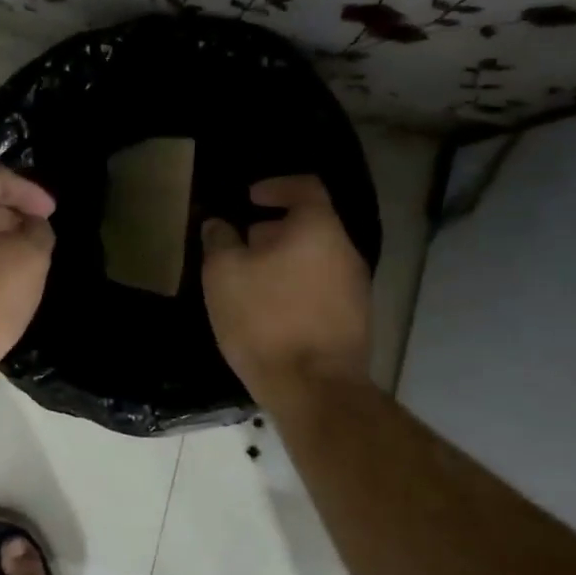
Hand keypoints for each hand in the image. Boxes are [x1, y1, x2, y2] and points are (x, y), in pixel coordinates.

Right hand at [200, 175, 370, 404]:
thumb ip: (219, 240)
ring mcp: (356, 288)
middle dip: (274, 230)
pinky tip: (271, 312)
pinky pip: (321, 289)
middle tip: (241, 245)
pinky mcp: (354, 320)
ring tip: (251, 282)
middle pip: (310, 225)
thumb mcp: (224, 275)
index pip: (305, 187)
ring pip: (316, 259)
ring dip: (284, 262)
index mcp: (318, 228)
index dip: (275, 186)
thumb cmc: (265, 320)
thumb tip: (219, 224)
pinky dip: (296, 288)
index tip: (250, 198)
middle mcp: (345, 251)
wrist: (314, 388)